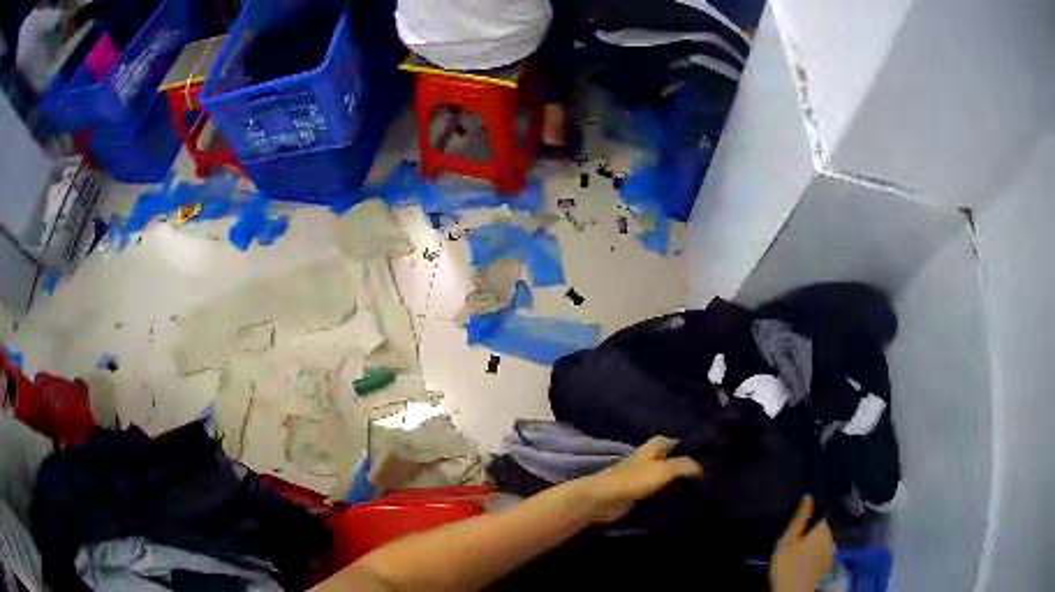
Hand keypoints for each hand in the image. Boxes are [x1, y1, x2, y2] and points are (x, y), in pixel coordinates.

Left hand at [578, 436, 702, 522]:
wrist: (604, 499)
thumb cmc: (633, 479)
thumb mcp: (664, 469)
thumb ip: (684, 466)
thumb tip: (701, 468)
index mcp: (651, 449)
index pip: (671, 441)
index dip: (685, 446)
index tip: (704, 455)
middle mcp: (646, 461)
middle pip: (669, 460)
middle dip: (683, 467)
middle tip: (705, 476)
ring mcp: (641, 478)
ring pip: (664, 478)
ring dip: (676, 483)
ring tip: (699, 490)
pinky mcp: (637, 495)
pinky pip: (657, 493)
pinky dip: (667, 496)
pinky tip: (681, 502)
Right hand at [770, 496, 834, 591]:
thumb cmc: (788, 566)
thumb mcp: (787, 542)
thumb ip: (799, 519)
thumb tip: (808, 497)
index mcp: (823, 529)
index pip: (823, 513)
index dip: (814, 513)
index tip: (804, 516)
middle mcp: (832, 538)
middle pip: (823, 528)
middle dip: (813, 529)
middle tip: (797, 535)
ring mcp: (832, 552)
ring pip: (824, 540)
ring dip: (815, 541)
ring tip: (800, 546)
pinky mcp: (828, 565)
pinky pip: (823, 552)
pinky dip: (816, 552)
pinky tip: (805, 558)